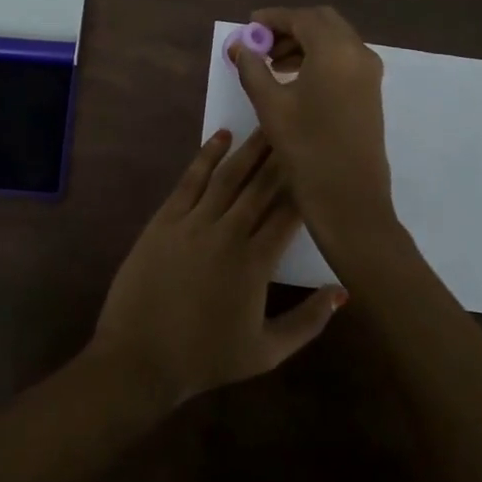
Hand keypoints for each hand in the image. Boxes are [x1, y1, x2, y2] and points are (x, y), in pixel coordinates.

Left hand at [89, 128, 345, 406]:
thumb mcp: (266, 353)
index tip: (318, 161)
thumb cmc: (206, 357)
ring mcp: (193, 222)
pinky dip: (207, 155)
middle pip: (261, 186)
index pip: (288, 213)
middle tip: (298, 128)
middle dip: (281, 156)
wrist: (139, 357)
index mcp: (255, 263)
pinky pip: (191, 179)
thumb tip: (342, 291)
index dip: (304, 185)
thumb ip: (308, 322)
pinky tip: (222, 136)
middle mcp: (227, 233)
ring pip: (229, 176)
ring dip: (250, 148)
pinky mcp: (165, 218)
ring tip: (268, 124)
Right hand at [231, 6, 394, 250]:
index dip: (272, 18)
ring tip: (272, 64)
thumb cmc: (307, 149)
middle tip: (261, 44)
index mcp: (335, 51)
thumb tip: (239, 46)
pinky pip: (343, 57)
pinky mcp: (370, 90)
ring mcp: (369, 72)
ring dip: (304, 42)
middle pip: (321, 21)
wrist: (350, 199)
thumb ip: (252, 68)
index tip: (248, 27)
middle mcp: (358, 53)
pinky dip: (319, 56)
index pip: (301, 18)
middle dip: (290, 26)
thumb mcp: (271, 106)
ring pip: (334, 39)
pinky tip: (295, 78)